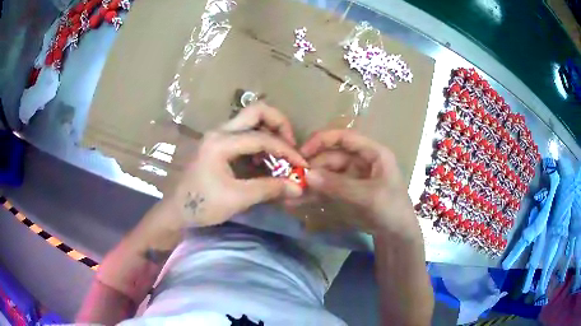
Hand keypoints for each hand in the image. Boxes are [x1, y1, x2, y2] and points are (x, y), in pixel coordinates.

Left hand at [165, 103, 306, 227]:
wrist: (176, 211)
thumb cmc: (202, 205)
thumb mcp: (237, 198)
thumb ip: (269, 189)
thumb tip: (298, 186)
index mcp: (221, 143)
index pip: (262, 138)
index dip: (286, 151)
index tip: (301, 165)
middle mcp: (219, 131)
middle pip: (256, 111)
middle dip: (279, 124)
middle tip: (291, 145)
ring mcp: (218, 135)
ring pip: (250, 120)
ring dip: (270, 132)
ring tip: (280, 155)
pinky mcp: (218, 143)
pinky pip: (244, 133)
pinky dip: (260, 141)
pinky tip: (264, 161)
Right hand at [300, 130, 419, 238]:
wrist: (398, 235)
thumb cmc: (392, 209)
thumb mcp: (368, 196)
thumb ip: (338, 185)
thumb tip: (307, 175)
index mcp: (373, 153)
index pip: (344, 138)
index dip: (322, 140)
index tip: (302, 152)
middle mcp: (362, 161)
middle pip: (332, 156)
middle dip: (313, 166)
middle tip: (293, 178)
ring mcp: (354, 177)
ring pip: (328, 173)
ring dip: (311, 182)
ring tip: (292, 192)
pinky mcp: (347, 192)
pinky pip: (328, 188)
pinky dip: (315, 194)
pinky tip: (299, 201)